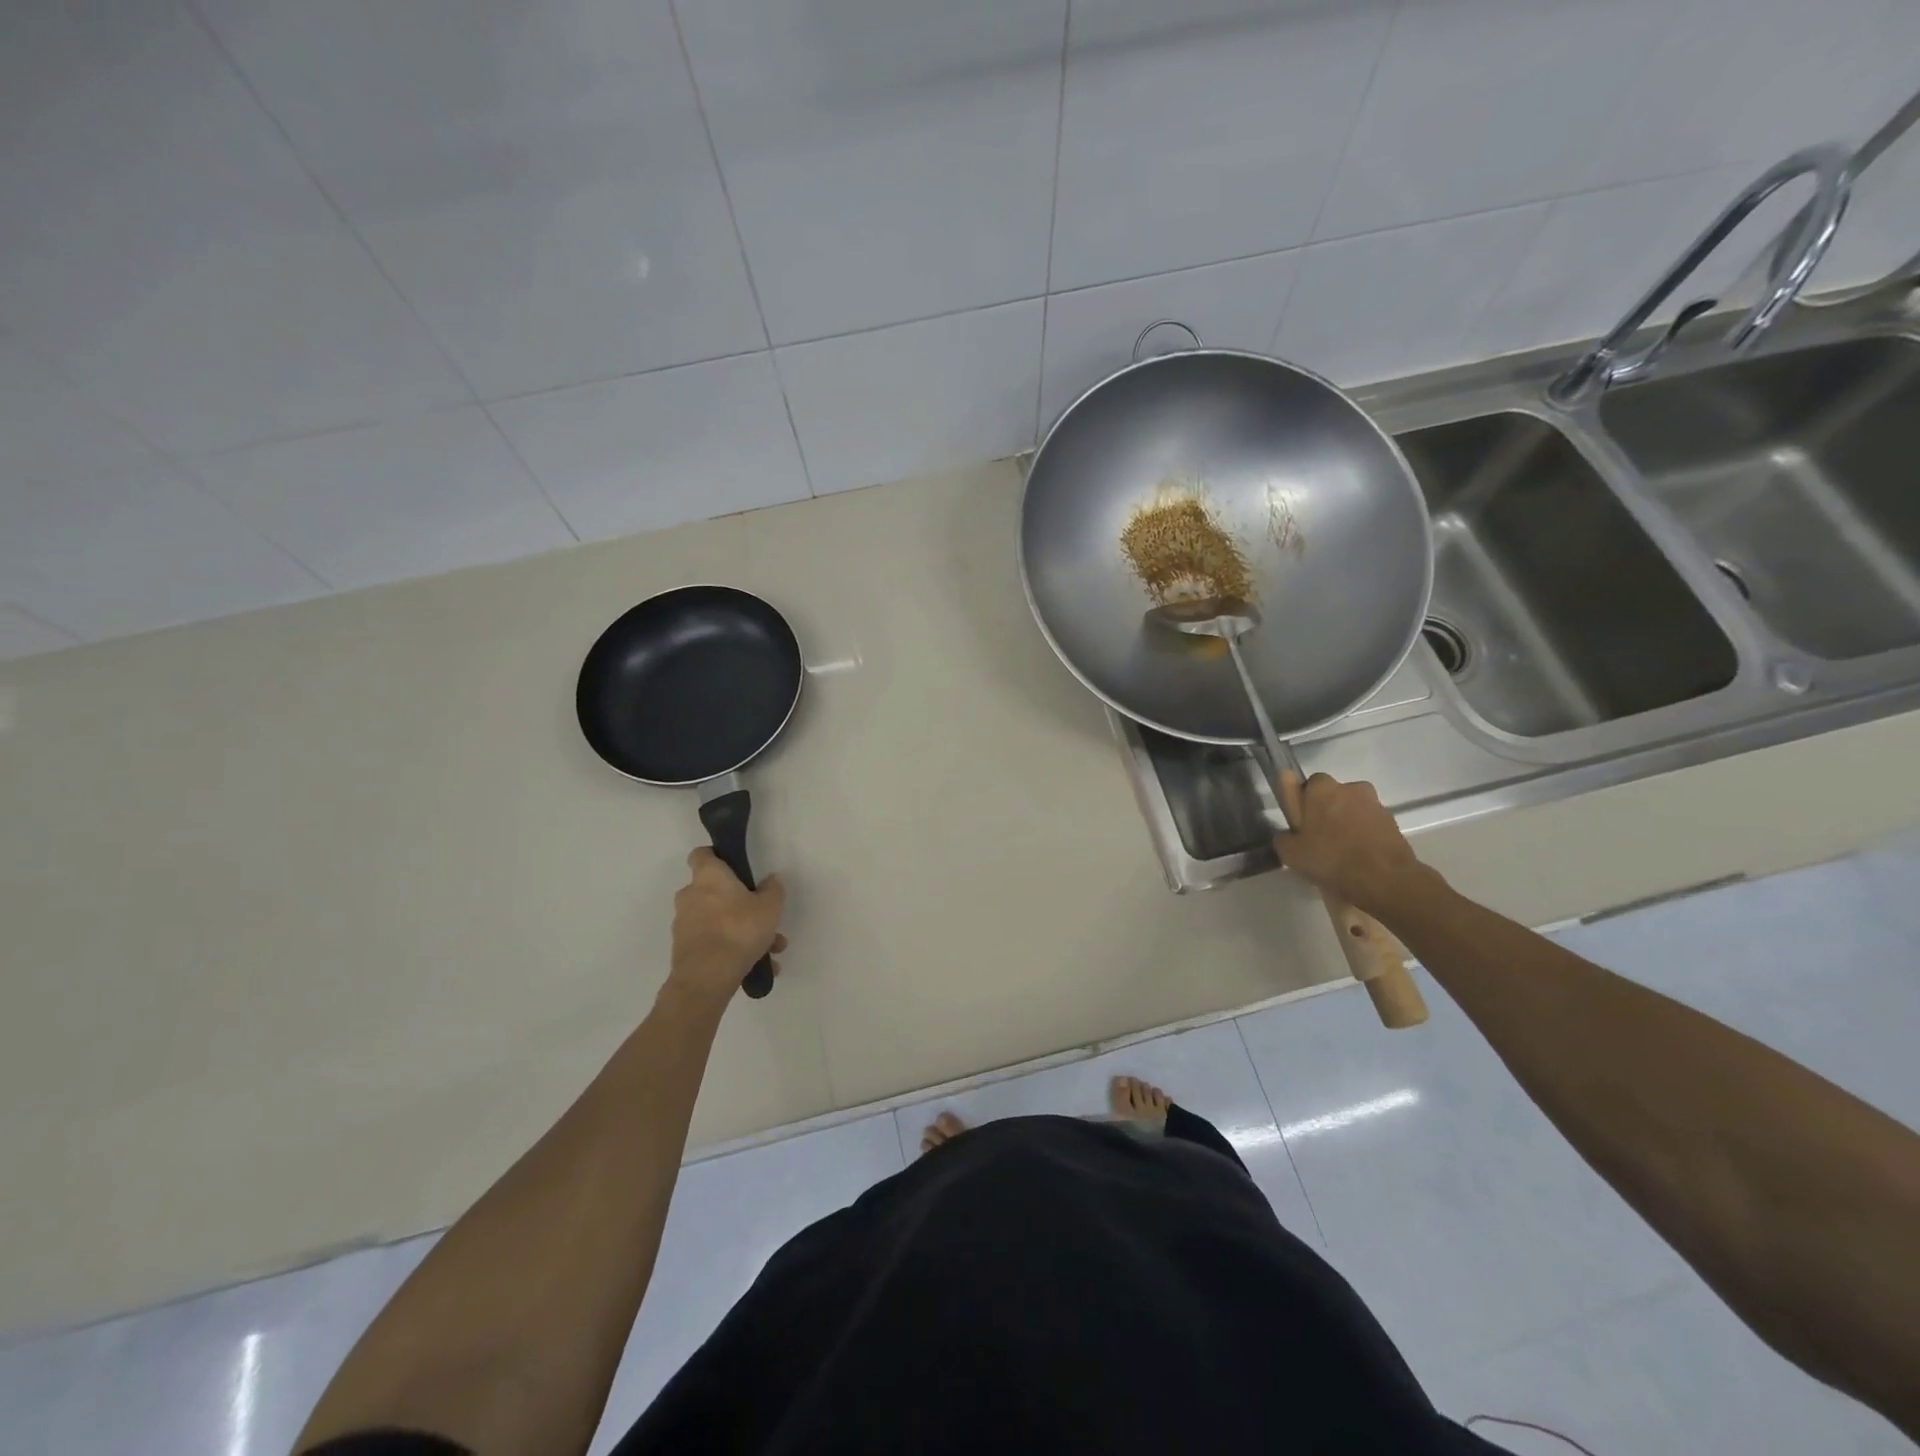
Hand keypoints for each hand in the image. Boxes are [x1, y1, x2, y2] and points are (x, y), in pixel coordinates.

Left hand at [667, 849, 786, 1006]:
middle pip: (714, 891)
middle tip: (763, 918)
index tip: (735, 867)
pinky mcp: (683, 949)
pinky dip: (731, 949)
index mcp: (708, 876)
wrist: (707, 977)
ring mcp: (684, 923)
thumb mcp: (769, 907)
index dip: (717, 857)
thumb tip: (771, 880)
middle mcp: (690, 895)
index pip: (702, 854)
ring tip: (769, 950)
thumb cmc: (739, 930)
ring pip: (717, 920)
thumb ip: (773, 890)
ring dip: (741, 931)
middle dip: (739, 904)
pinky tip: (755, 965)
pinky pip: (712, 942)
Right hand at [1275, 771, 1430, 916]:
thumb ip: (1284, 838)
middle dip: (1327, 813)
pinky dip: (1365, 837)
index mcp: (1323, 788)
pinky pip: (1371, 826)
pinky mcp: (1394, 823)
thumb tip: (1288, 836)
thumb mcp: (1291, 853)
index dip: (1303, 804)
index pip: (1308, 785)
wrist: (1384, 880)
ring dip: (1347, 825)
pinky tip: (1359, 860)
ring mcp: (1375, 805)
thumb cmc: (1331, 858)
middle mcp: (1351, 788)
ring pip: (1354, 811)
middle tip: (1320, 840)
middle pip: (1333, 797)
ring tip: (1342, 855)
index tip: (1303, 824)